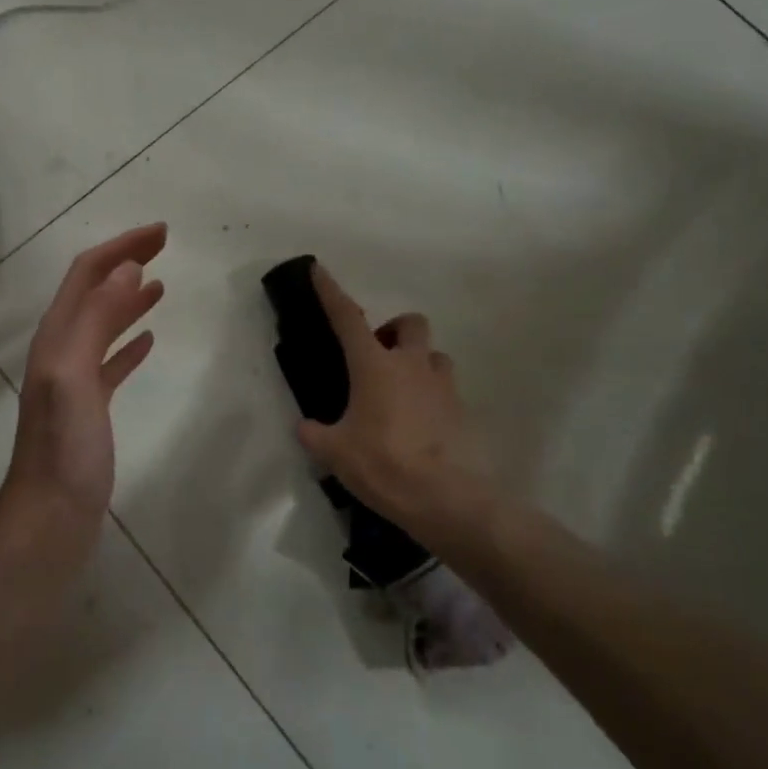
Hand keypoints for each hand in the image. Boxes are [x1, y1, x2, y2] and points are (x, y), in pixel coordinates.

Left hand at [0, 224, 166, 531]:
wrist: (49, 519)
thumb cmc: (64, 449)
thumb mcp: (76, 375)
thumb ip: (97, 319)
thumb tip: (127, 267)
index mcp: (57, 337)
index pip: (88, 274)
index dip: (121, 247)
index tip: (161, 233)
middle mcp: (61, 351)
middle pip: (94, 293)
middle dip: (125, 264)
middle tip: (163, 246)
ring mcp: (74, 382)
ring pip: (103, 326)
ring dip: (128, 300)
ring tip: (159, 285)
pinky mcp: (89, 410)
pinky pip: (111, 364)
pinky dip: (128, 344)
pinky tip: (149, 341)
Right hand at [296, 263, 488, 540]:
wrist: (446, 499)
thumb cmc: (383, 464)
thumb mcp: (334, 452)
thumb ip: (314, 433)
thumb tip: (305, 427)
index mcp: (374, 365)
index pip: (347, 317)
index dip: (330, 291)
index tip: (319, 269)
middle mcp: (411, 365)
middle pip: (409, 323)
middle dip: (393, 331)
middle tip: (376, 357)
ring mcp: (442, 386)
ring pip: (432, 355)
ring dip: (416, 363)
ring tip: (399, 393)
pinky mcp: (462, 410)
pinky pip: (445, 390)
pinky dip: (430, 396)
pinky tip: (417, 425)